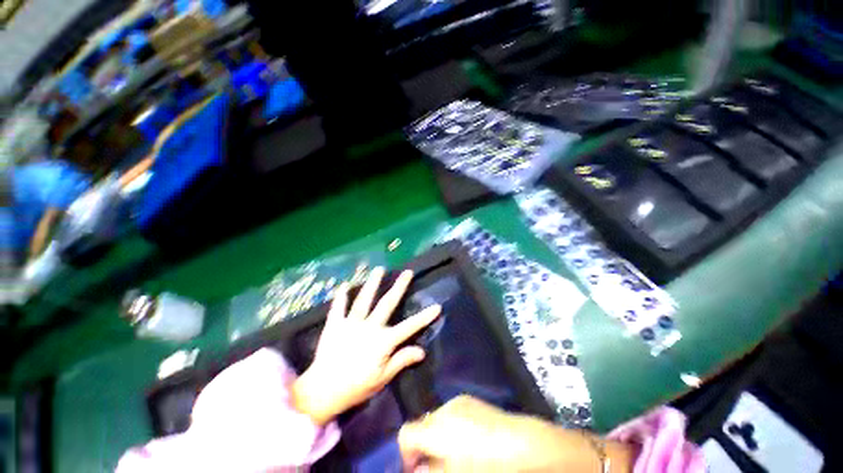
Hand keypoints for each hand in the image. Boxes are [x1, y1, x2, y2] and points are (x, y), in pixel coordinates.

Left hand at [292, 267, 440, 425]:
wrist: (322, 392)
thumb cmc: (356, 387)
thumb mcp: (382, 378)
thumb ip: (401, 360)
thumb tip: (422, 351)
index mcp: (383, 341)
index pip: (409, 327)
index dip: (424, 317)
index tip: (437, 306)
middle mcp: (369, 327)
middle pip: (387, 303)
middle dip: (399, 287)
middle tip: (407, 272)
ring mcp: (351, 324)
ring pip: (364, 299)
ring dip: (372, 283)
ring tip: (379, 269)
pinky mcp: (335, 325)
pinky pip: (338, 307)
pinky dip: (341, 296)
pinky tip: (344, 284)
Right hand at [398, 396, 635, 472]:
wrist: (527, 445)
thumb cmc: (491, 466)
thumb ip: (431, 472)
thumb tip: (416, 471)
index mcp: (438, 428)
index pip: (407, 433)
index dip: (405, 455)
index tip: (415, 471)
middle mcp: (445, 408)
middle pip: (421, 425)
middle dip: (423, 447)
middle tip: (433, 468)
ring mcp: (459, 402)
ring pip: (437, 419)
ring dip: (437, 437)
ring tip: (453, 456)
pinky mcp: (471, 400)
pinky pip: (452, 413)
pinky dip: (451, 428)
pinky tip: (468, 443)